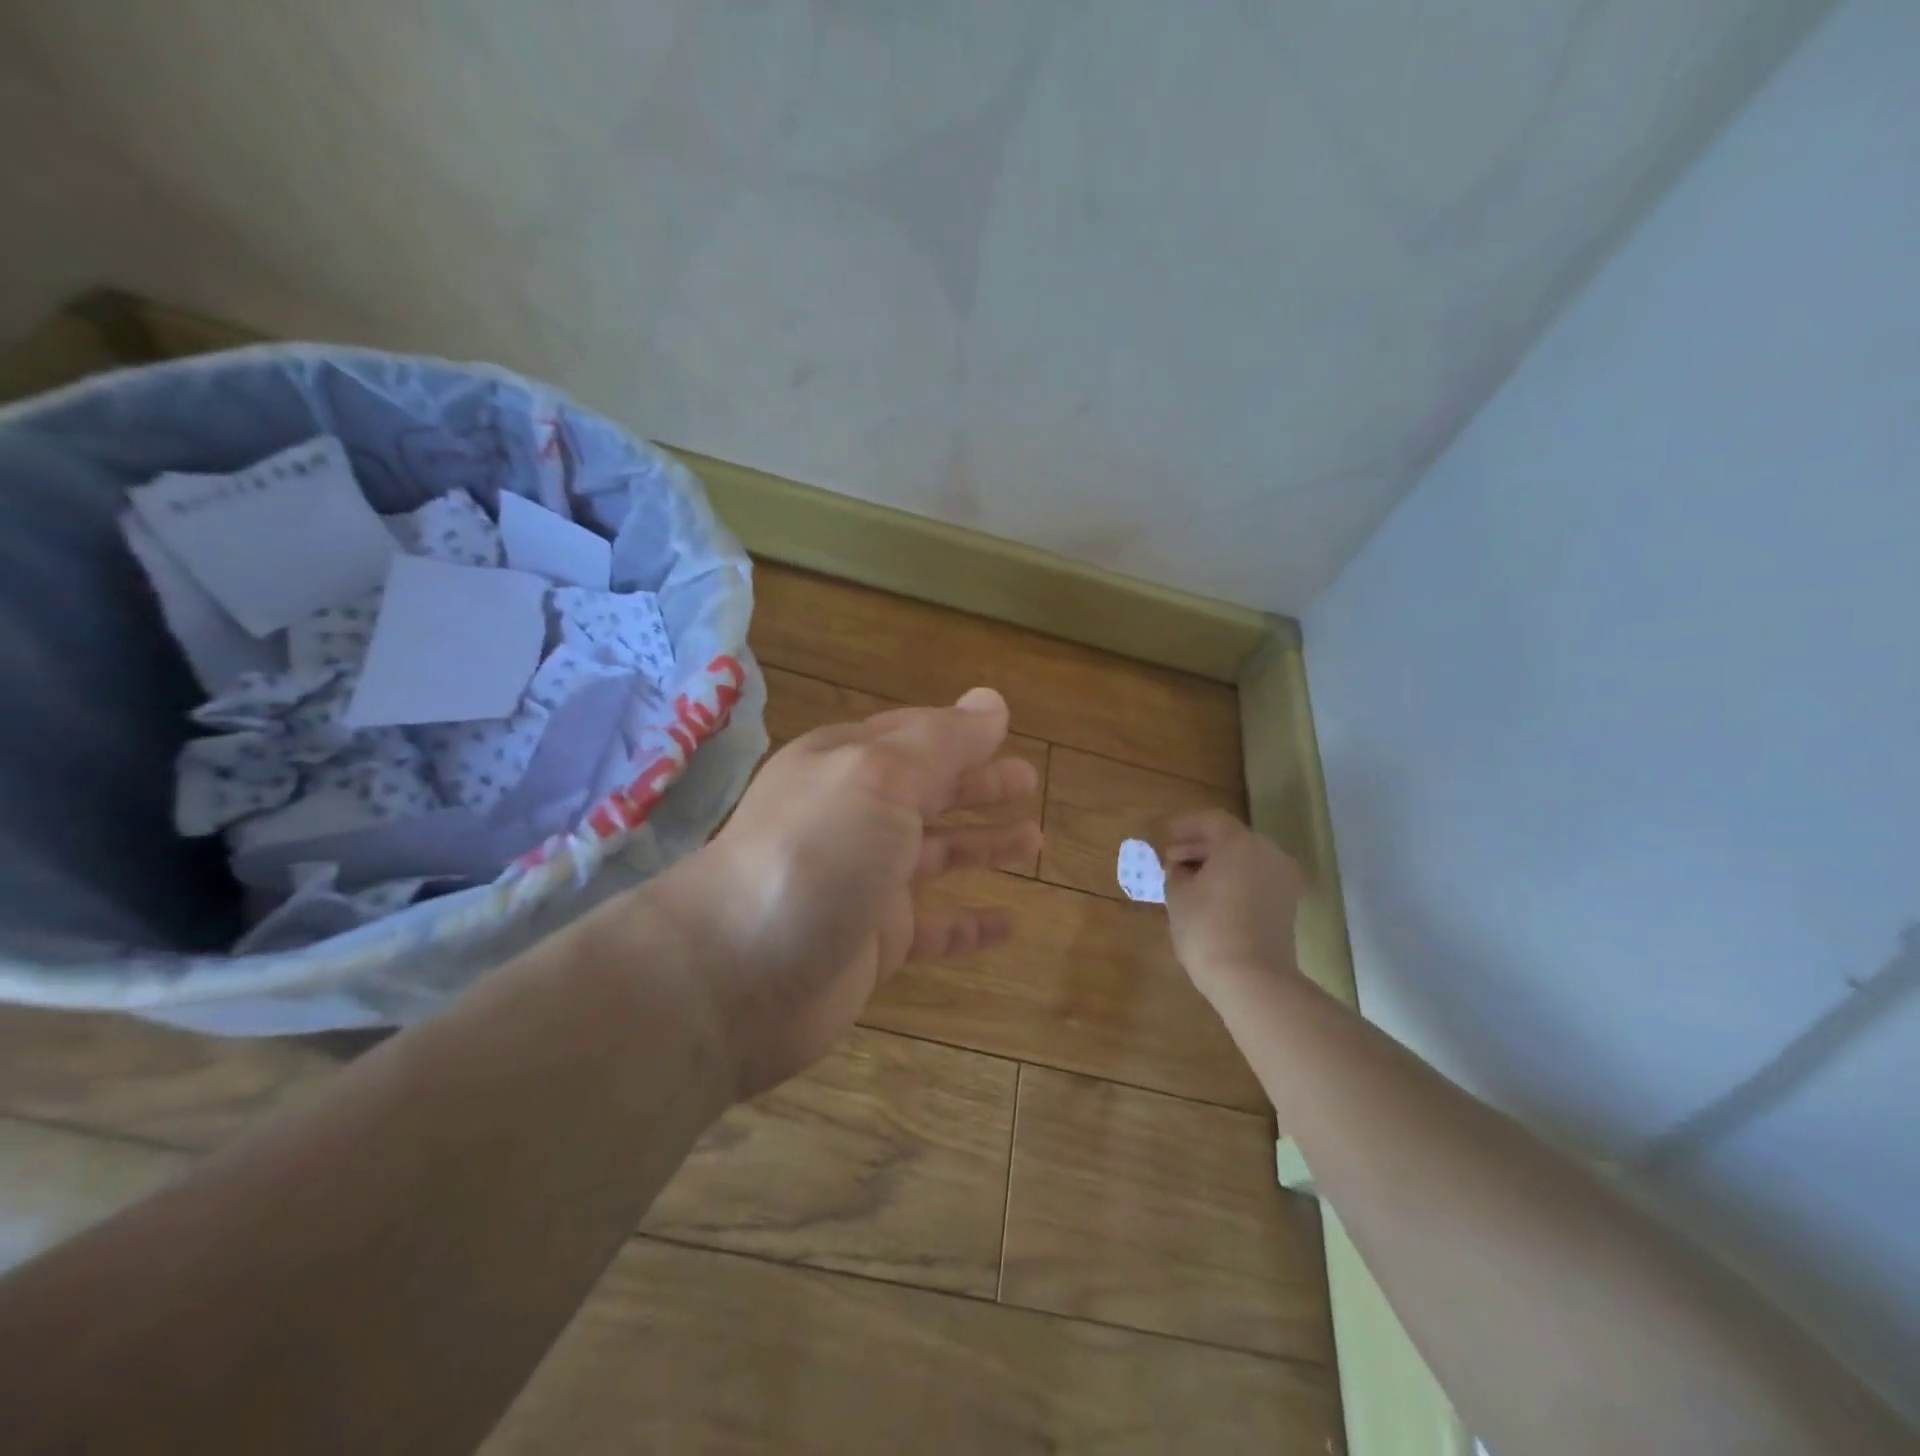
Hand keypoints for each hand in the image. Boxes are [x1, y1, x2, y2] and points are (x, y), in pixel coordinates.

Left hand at [660, 687, 1040, 1100]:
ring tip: (1036, 842)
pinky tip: (1009, 925)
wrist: (736, 973)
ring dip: (983, 846)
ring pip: (937, 856)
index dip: (962, 732)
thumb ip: (942, 742)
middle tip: (1031, 781)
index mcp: (849, 765)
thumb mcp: (880, 777)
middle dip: (979, 785)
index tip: (1007, 728)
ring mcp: (864, 882)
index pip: (915, 736)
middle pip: (929, 792)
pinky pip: (934, 928)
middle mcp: (855, 817)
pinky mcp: (873, 943)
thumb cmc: (815, 853)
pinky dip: (970, 925)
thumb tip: (992, 702)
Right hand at [1160, 811, 1306, 1005]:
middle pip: (1231, 838)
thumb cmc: (1208, 928)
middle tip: (1171, 858)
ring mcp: (1283, 880)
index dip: (1185, 826)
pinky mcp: (1287, 905)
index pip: (1211, 821)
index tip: (1164, 836)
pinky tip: (1211, 897)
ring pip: (1245, 860)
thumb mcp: (1178, 895)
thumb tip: (1180, 868)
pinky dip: (1234, 880)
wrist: (1252, 979)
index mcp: (1240, 843)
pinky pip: (1256, 880)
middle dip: (1199, 845)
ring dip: (1217, 864)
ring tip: (1188, 879)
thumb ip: (1176, 872)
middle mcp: (1268, 853)